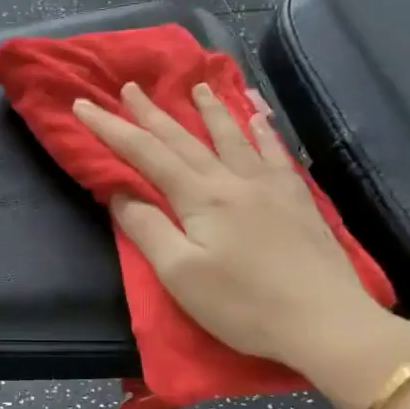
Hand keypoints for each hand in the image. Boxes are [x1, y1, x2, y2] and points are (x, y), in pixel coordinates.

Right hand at [73, 82, 409, 408]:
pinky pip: (275, 152)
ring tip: (198, 86)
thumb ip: (147, 228)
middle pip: (185, 138)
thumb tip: (119, 192)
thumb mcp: (180, 274)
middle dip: (152, 112)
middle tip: (130, 86)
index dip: (112, 129)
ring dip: (210, 110)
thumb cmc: (242, 305)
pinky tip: (260, 117)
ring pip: (233, 136)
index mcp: (200, 198)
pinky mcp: (297, 200)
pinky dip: (263, 130)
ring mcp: (270, 186)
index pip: (146, 154)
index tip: (84, 105)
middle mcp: (233, 180)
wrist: (325, 322)